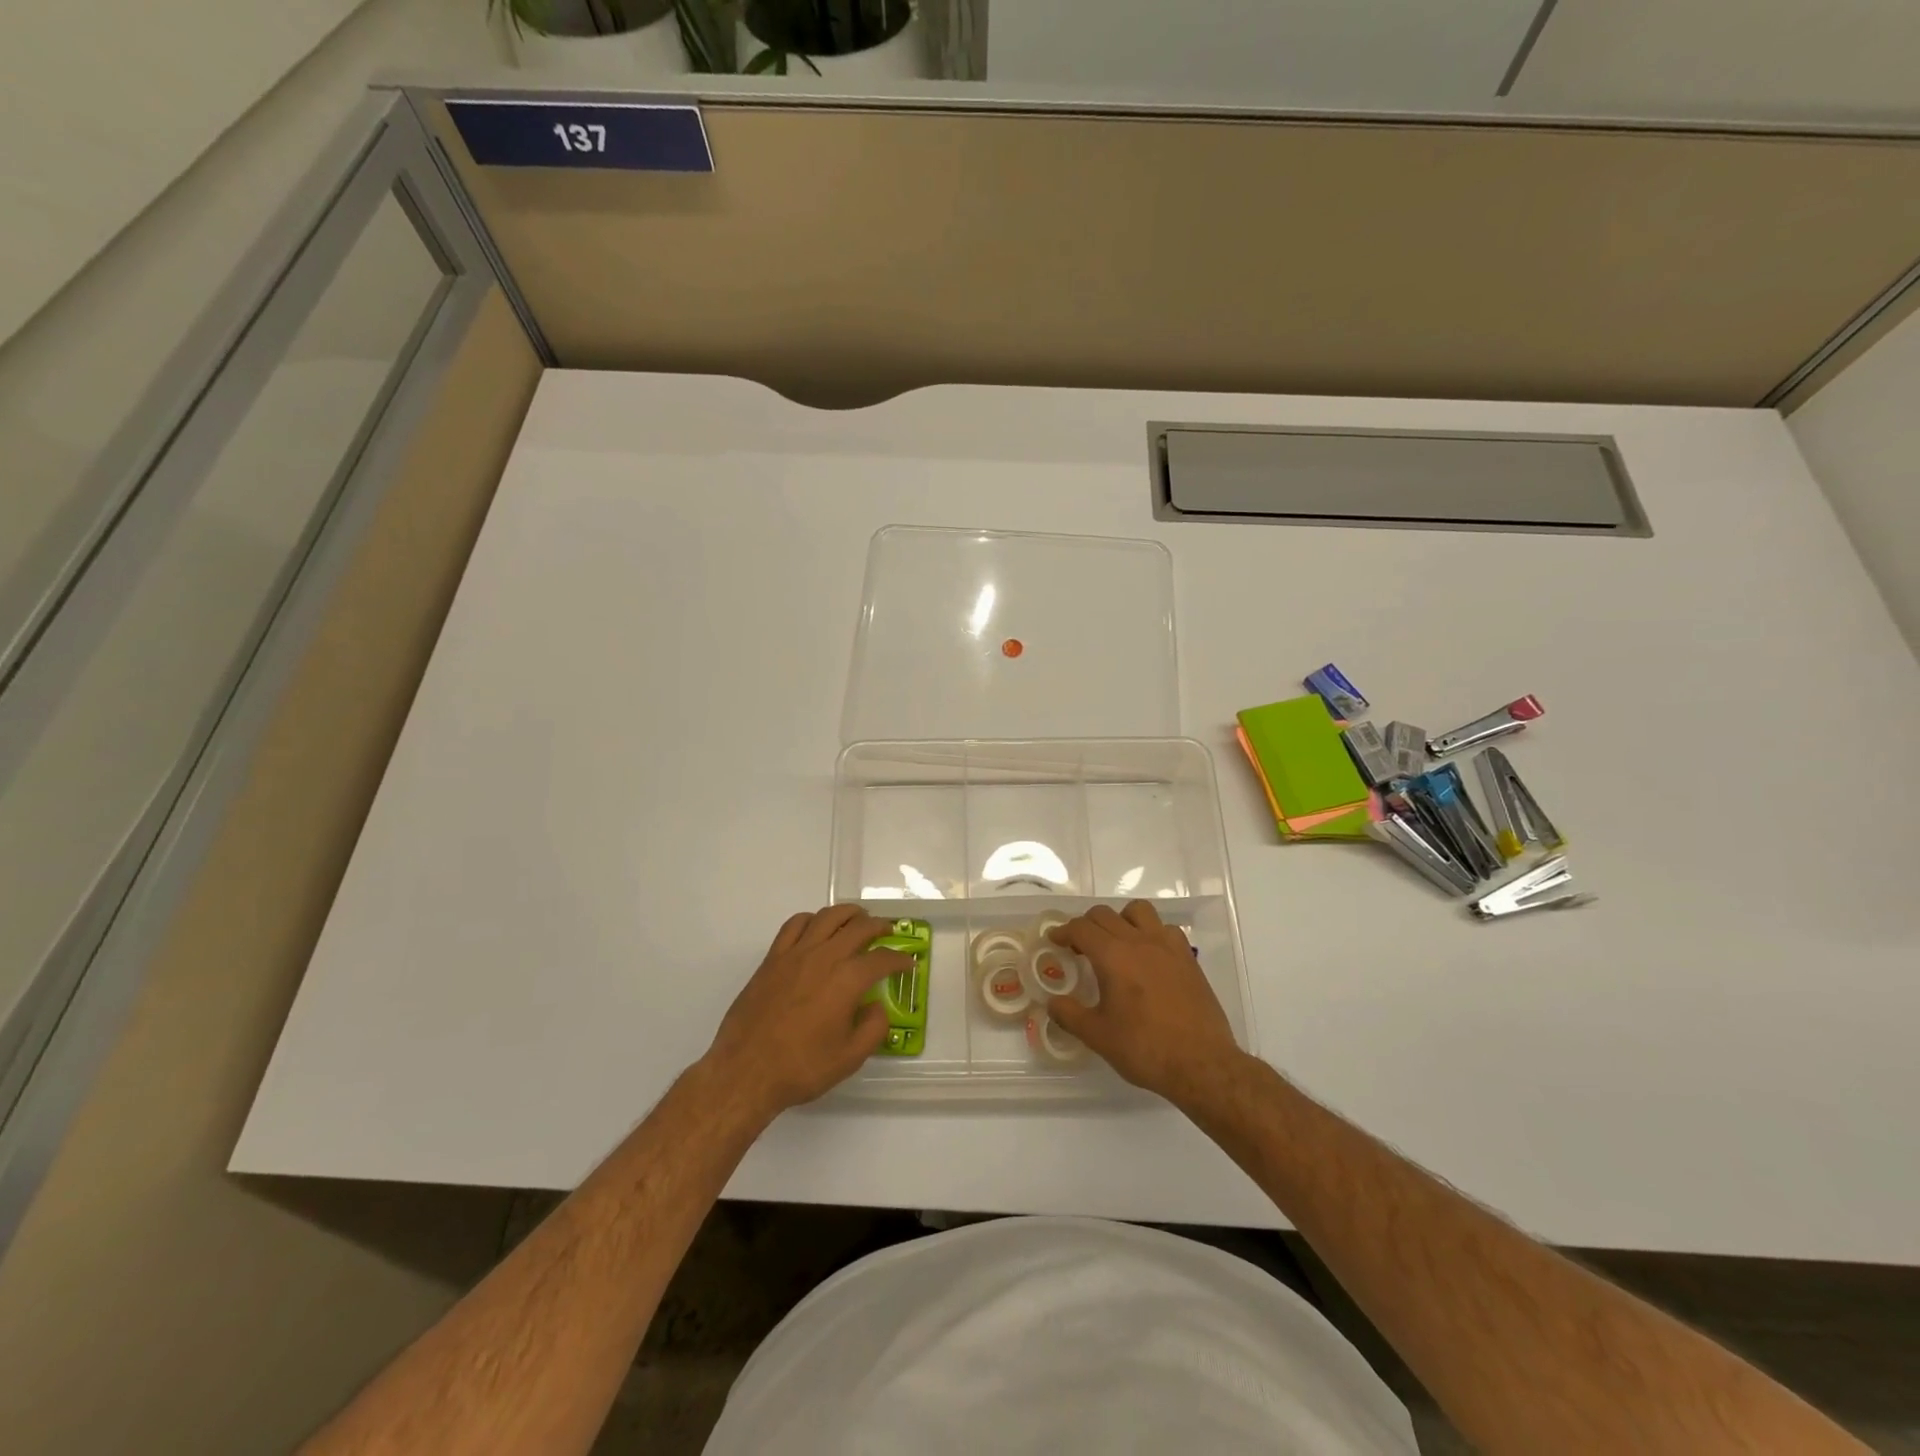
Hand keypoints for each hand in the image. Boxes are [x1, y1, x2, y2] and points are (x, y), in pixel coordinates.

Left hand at [702, 905, 909, 1120]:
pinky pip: (795, 924)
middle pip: (858, 927)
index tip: (908, 963)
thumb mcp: (850, 1058)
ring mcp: (796, 954)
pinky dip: (812, 919)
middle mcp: (824, 957)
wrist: (745, 1072)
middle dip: (879, 926)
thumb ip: (873, 1028)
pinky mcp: (773, 958)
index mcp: (847, 980)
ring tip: (858, 919)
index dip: (899, 959)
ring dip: (848, 913)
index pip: (882, 959)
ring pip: (827, 917)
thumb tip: (877, 1006)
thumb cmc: (801, 1068)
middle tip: (889, 932)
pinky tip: (817, 927)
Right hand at [1047, 900, 1244, 1107]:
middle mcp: (1139, 941)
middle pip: (1105, 914)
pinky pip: (1165, 929)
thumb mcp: (1098, 1036)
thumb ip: (1069, 1014)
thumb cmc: (1144, 1048)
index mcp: (1113, 956)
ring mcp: (1167, 947)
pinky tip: (1149, 956)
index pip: (1081, 928)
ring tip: (1116, 943)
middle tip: (1078, 946)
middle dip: (1086, 925)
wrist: (1201, 1064)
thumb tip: (1052, 1002)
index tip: (1055, 940)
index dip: (1063, 931)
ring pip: (1139, 911)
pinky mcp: (1188, 959)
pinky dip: (1151, 933)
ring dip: (1120, 919)